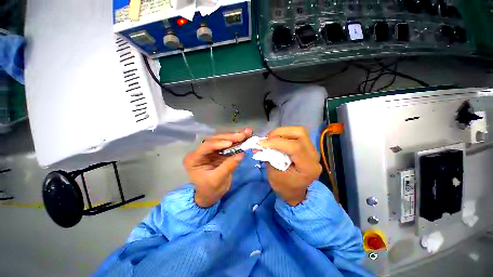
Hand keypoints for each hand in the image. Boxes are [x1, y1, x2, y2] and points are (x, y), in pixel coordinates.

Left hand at [184, 129, 251, 207]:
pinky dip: (237, 141)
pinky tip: (245, 137)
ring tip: (247, 133)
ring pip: (223, 140)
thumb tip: (242, 154)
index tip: (230, 143)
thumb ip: (229, 166)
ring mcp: (211, 151)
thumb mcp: (218, 180)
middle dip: (230, 137)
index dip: (218, 143)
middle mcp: (201, 151)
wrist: (211, 195)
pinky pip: (229, 145)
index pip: (205, 147)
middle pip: (215, 140)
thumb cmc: (210, 190)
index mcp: (194, 159)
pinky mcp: (219, 152)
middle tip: (243, 134)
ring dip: (235, 137)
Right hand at [259, 127, 321, 205]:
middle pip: (299, 133)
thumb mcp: (274, 175)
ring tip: (271, 139)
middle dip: (280, 133)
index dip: (276, 142)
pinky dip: (284, 134)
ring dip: (282, 132)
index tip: (261, 143)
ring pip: (299, 131)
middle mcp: (314, 156)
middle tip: (267, 139)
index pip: (295, 147)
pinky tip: (277, 139)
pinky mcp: (308, 147)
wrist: (296, 191)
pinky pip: (297, 134)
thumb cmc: (285, 187)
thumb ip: (269, 158)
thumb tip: (260, 144)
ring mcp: (313, 150)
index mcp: (308, 168)